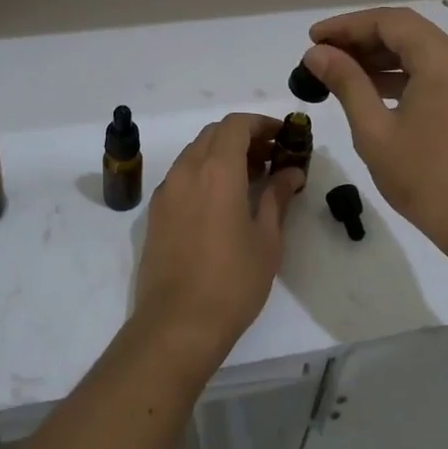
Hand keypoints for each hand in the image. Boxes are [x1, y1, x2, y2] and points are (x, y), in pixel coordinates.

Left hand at [132, 114, 303, 374]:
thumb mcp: (267, 239)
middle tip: (271, 159)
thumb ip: (278, 197)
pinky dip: (204, 173)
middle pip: (214, 134)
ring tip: (251, 180)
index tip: (283, 137)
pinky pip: (182, 176)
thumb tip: (291, 172)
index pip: (236, 125)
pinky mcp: (156, 212)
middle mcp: (186, 171)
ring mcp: (166, 191)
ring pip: (195, 153)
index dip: (261, 124)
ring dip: (222, 154)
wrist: (177, 324)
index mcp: (216, 170)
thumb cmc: (232, 281)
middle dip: (244, 137)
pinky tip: (223, 201)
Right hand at [302, 8, 447, 261]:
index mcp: (443, 61)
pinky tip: (370, 90)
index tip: (313, 38)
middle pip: (406, 32)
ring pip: (419, 52)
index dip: (347, 25)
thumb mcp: (375, 131)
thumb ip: (346, 83)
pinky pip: (432, 72)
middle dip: (361, 39)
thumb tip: (317, 53)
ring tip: (338, 71)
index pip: (390, 22)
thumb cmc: (426, 179)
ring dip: (379, 57)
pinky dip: (400, 75)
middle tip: (321, 54)